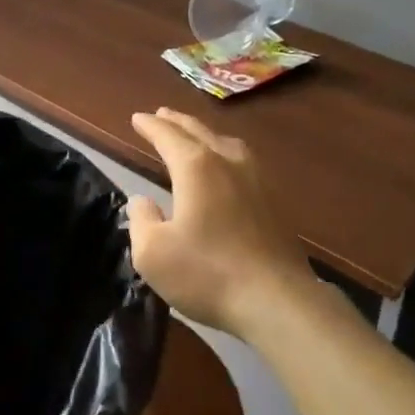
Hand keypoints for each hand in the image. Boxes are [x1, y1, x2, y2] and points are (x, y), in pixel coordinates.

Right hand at [127, 108, 312, 338]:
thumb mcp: (153, 254)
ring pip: (225, 142)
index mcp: (195, 167)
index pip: (167, 136)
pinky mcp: (274, 200)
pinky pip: (243, 161)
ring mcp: (256, 178)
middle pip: (198, 132)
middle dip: (176, 122)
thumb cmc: (208, 273)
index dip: (150, 126)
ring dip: (204, 134)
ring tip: (194, 135)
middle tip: (162, 114)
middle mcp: (227, 161)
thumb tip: (142, 201)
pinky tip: (228, 167)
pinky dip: (225, 152)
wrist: (277, 299)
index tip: (137, 118)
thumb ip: (141, 221)